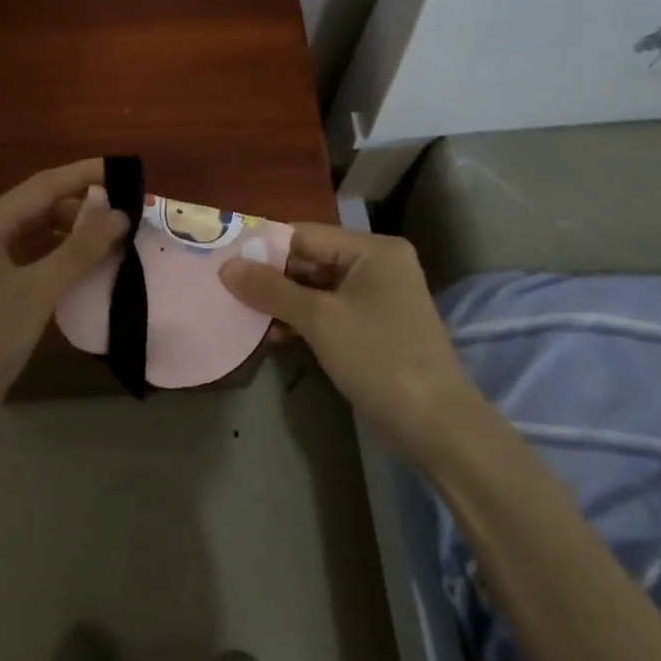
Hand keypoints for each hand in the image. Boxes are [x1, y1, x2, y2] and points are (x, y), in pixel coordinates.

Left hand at [0, 159, 128, 435]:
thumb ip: (79, 250)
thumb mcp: (36, 292)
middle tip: (127, 213)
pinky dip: (60, 260)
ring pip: (35, 237)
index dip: (84, 175)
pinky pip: (31, 263)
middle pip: (38, 208)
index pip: (42, 185)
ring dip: (72, 234)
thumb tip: (120, 214)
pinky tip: (86, 269)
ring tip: (114, 239)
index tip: (125, 171)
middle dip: (81, 207)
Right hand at [220, 224, 471, 462]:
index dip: (263, 248)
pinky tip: (274, 335)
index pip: (304, 235)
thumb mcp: (320, 320)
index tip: (223, 262)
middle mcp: (377, 264)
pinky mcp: (374, 326)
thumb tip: (226, 266)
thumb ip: (271, 289)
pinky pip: (330, 311)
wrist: (437, 425)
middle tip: (228, 292)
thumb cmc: (378, 358)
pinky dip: (303, 320)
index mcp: (371, 249)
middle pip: (310, 260)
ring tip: (245, 318)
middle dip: (271, 279)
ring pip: (317, 288)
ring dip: (283, 303)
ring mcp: (378, 296)